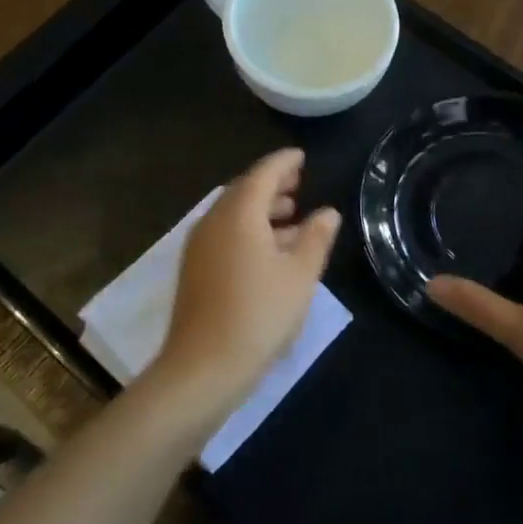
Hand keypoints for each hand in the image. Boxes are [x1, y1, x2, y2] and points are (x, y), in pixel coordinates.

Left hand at [153, 148, 340, 412]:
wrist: (203, 367)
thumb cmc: (259, 314)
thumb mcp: (300, 276)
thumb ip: (316, 238)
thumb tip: (328, 212)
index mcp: (239, 214)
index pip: (263, 173)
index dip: (284, 162)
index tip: (302, 157)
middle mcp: (214, 221)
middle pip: (244, 190)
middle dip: (272, 184)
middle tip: (299, 184)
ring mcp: (199, 245)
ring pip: (232, 213)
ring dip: (261, 209)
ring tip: (291, 216)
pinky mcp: (194, 269)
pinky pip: (224, 233)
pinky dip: (247, 229)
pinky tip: (269, 250)